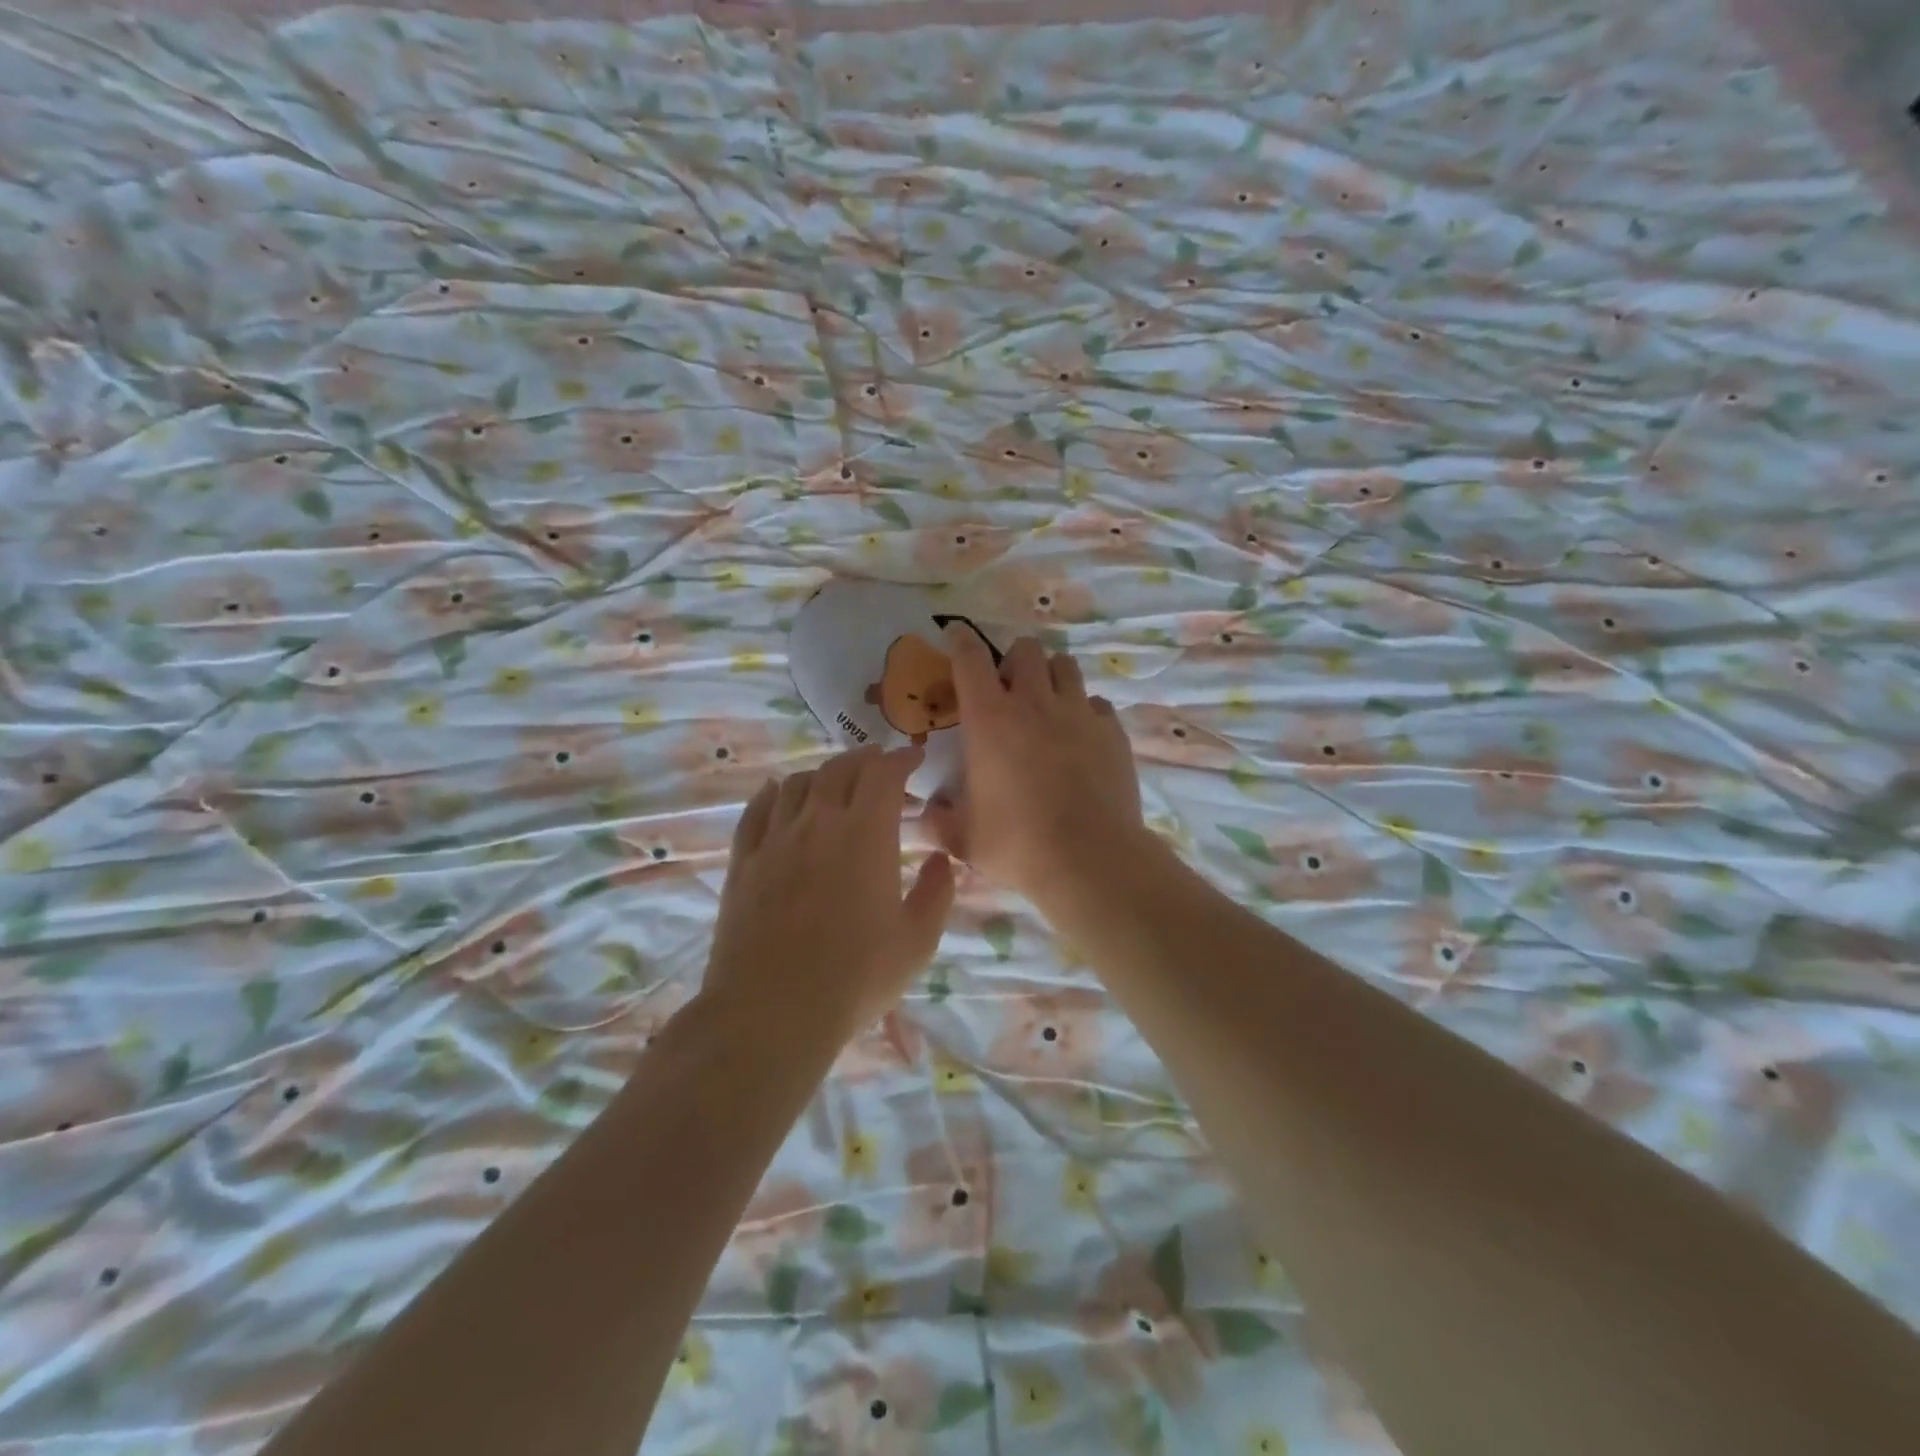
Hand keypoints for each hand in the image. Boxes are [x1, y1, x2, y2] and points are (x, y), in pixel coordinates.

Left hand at [706, 745, 954, 1038]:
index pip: (884, 774)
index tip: (915, 757)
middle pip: (839, 769)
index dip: (902, 759)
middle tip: (880, 766)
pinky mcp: (744, 861)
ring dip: (822, 773)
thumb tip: (940, 859)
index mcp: (865, 834)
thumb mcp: (917, 941)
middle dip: (865, 759)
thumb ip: (937, 893)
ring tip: (835, 782)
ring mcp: (775, 839)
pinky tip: (778, 794)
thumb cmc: (856, 977)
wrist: (773, 1011)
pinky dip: (773, 793)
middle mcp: (818, 822)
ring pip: (796, 783)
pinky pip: (757, 810)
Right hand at [927, 627, 1146, 902]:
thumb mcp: (963, 838)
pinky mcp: (1112, 732)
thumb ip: (936, 822)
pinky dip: (1085, 711)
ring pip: (1066, 665)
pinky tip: (1080, 737)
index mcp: (989, 719)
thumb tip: (923, 816)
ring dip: (1051, 676)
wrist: (1089, 859)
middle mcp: (1034, 703)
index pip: (970, 659)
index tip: (956, 633)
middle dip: (1013, 660)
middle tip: (1009, 690)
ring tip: (1047, 704)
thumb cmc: (1017, 844)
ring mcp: (1078, 713)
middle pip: (1026, 649)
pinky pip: (1096, 703)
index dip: (960, 640)